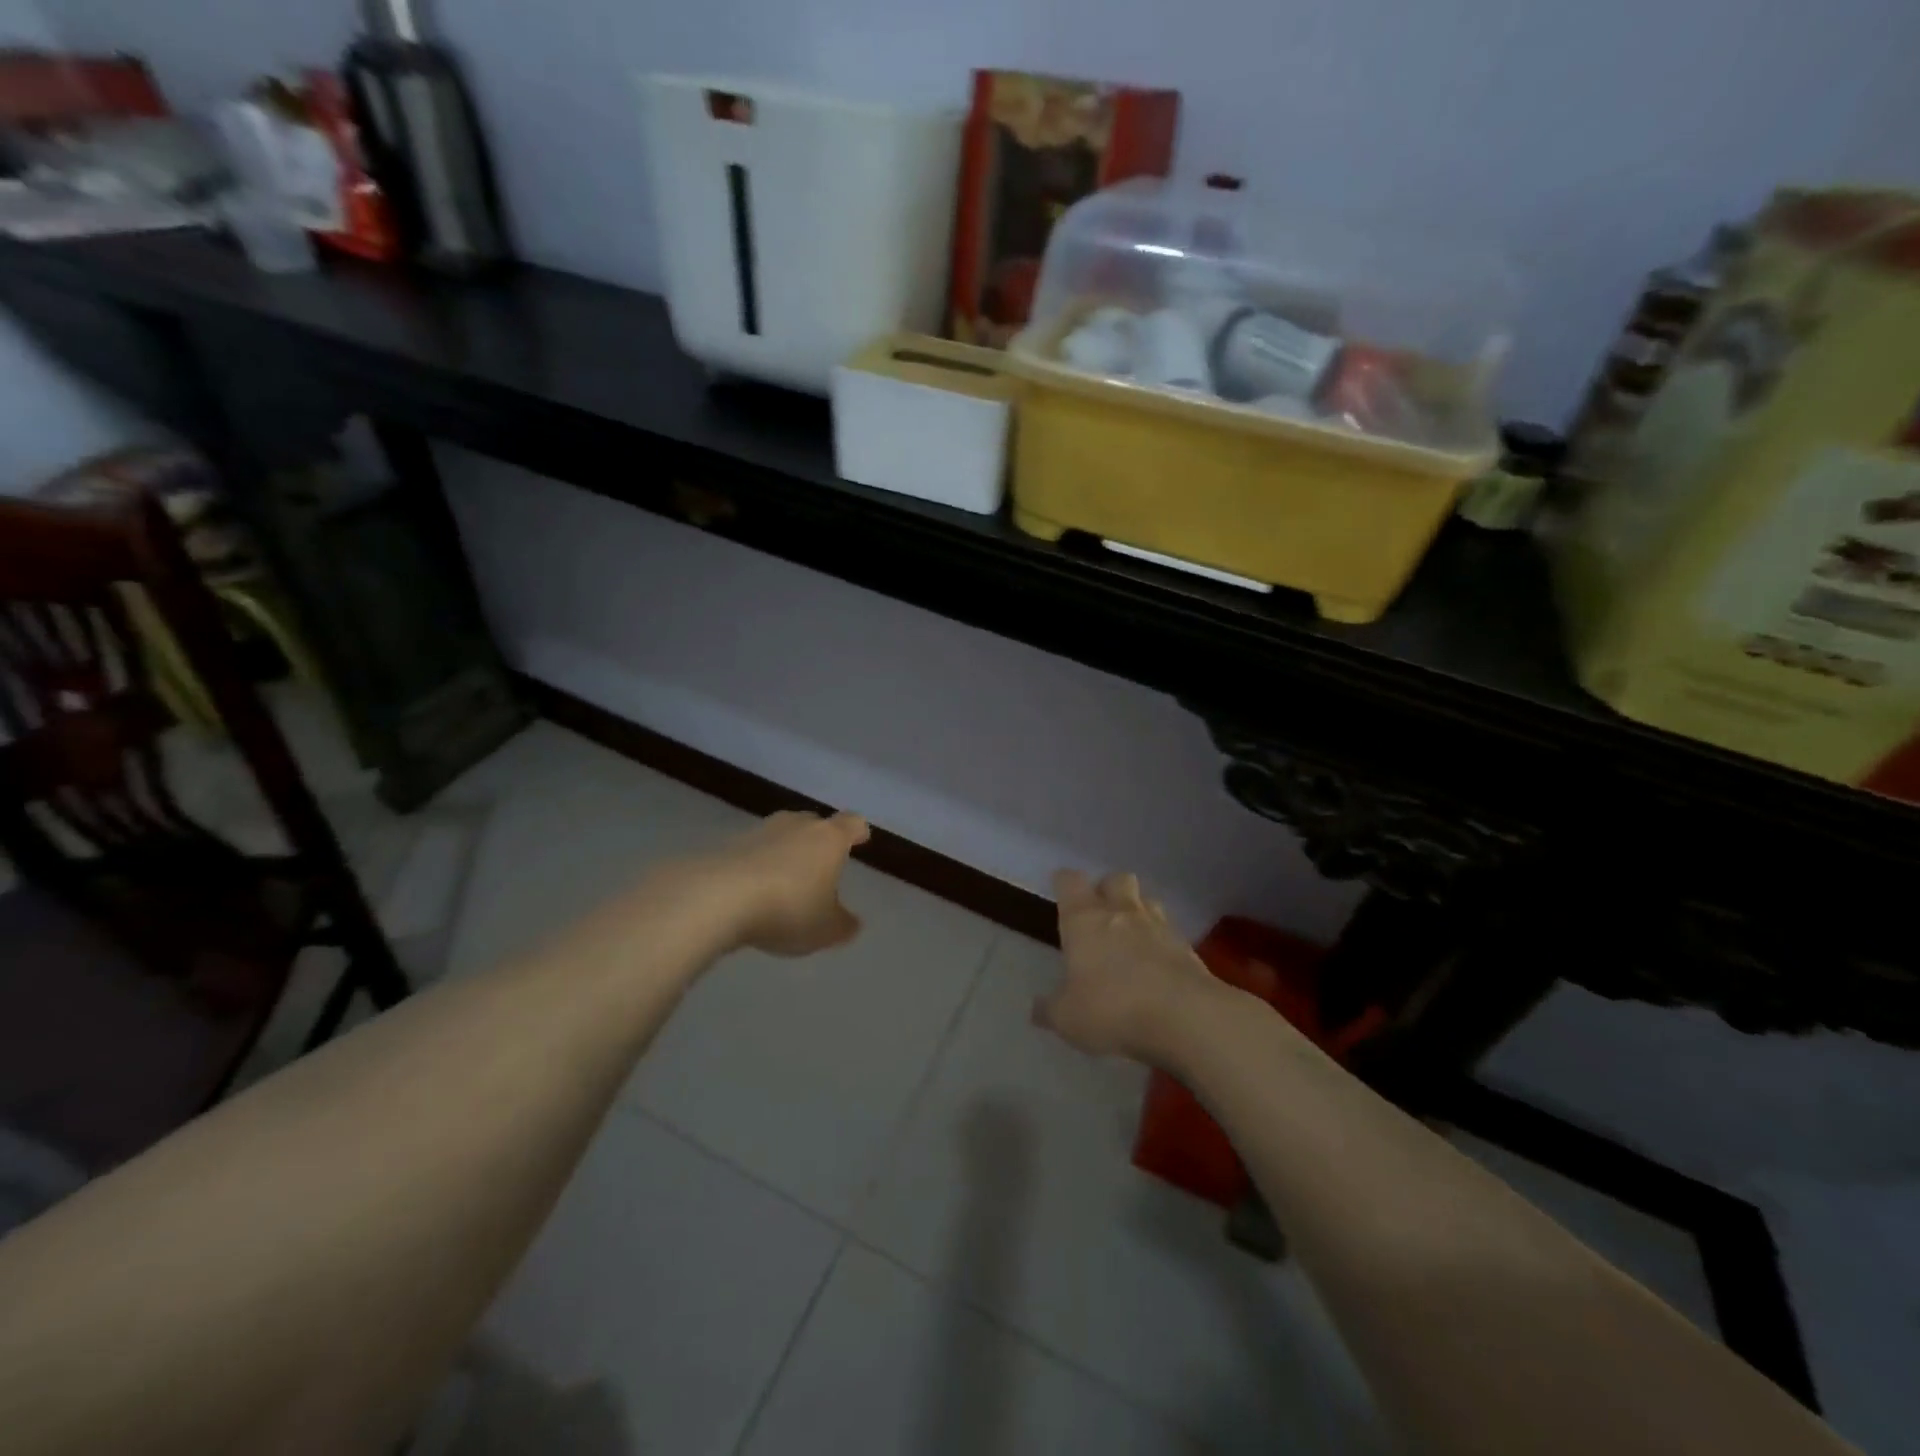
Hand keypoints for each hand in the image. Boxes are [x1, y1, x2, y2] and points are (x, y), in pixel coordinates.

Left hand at [708, 810, 870, 956]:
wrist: (717, 897)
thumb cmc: (787, 908)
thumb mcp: (825, 929)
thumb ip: (843, 925)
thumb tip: (853, 923)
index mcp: (829, 839)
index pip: (851, 823)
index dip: (857, 831)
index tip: (860, 838)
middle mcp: (797, 826)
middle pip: (813, 823)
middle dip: (819, 840)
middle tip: (820, 863)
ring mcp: (759, 831)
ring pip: (780, 835)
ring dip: (784, 852)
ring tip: (784, 880)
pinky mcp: (727, 844)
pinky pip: (751, 851)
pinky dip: (756, 865)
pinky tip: (752, 890)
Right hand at [1034, 870, 1221, 1064]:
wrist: (1186, 1017)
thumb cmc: (1112, 1008)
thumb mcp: (1068, 1018)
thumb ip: (1050, 1010)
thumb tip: (1036, 1008)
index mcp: (1084, 919)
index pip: (1070, 881)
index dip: (1064, 883)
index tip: (1060, 892)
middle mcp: (1121, 912)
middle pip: (1115, 879)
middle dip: (1107, 890)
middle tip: (1099, 914)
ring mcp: (1159, 926)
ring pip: (1147, 901)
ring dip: (1138, 912)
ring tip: (1131, 937)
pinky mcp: (1187, 948)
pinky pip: (1170, 933)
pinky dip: (1161, 942)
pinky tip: (1157, 966)